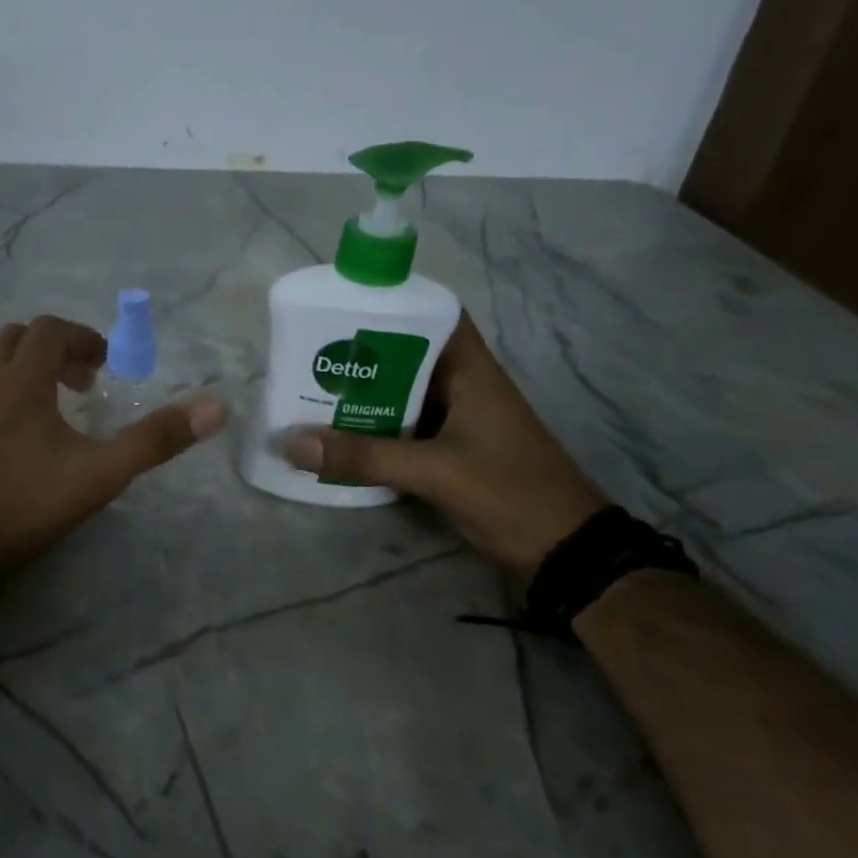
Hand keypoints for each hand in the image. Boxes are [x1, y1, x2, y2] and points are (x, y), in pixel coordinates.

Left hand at [0, 314, 228, 588]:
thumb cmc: (23, 503)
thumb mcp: (100, 473)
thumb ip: (155, 440)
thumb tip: (215, 408)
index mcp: (19, 380)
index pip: (48, 329)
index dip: (82, 338)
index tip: (105, 365)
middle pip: (16, 341)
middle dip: (53, 351)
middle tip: (82, 385)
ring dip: (27, 378)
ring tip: (55, 418)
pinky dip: (4, 404)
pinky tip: (18, 449)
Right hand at [283, 317, 604, 578]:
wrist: (565, 553)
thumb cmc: (510, 493)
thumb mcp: (436, 473)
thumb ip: (365, 457)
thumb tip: (292, 443)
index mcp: (471, 372)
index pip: (433, 315)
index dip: (391, 304)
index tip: (341, 306)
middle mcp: (462, 387)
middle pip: (405, 355)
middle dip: (360, 354)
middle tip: (308, 353)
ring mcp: (456, 421)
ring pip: (400, 394)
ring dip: (362, 395)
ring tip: (309, 390)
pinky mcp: (448, 452)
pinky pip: (401, 429)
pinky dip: (371, 429)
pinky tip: (336, 436)